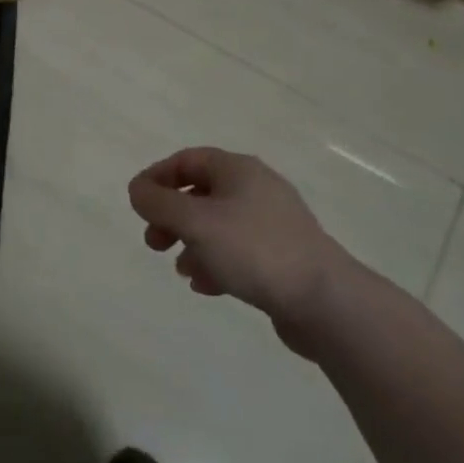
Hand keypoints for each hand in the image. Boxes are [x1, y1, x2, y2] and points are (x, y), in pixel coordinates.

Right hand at [129, 147, 357, 356]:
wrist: (327, 302)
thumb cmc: (254, 250)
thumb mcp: (195, 222)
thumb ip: (159, 203)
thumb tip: (137, 189)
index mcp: (238, 170)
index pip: (187, 160)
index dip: (157, 177)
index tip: (137, 202)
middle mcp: (256, 189)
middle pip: (201, 193)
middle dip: (172, 216)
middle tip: (154, 241)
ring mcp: (273, 224)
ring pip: (218, 225)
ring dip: (191, 243)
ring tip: (180, 269)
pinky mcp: (283, 258)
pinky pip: (238, 252)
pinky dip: (216, 263)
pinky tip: (207, 286)